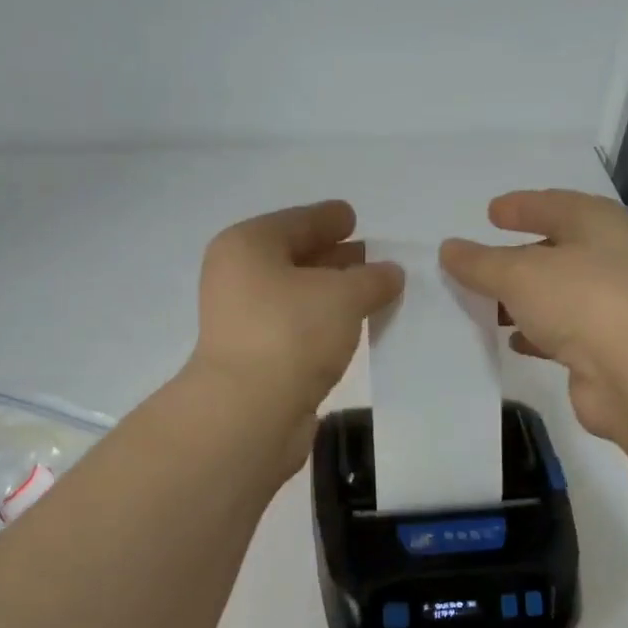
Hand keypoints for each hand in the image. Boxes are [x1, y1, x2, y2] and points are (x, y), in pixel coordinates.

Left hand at [188, 199, 404, 423]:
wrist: (250, 412)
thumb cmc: (292, 334)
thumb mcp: (343, 295)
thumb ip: (372, 278)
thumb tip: (390, 273)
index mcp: (248, 246)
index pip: (296, 222)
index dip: (327, 218)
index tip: (352, 216)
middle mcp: (237, 278)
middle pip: (292, 258)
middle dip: (332, 257)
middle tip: (369, 255)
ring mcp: (242, 322)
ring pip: (295, 297)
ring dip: (329, 294)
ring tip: (368, 294)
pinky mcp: (254, 359)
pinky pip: (295, 328)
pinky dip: (320, 324)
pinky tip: (348, 330)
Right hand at [441, 190, 627, 442]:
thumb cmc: (582, 300)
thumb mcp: (520, 274)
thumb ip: (481, 263)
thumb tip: (448, 249)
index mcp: (599, 224)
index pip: (555, 205)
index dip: (522, 206)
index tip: (491, 212)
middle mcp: (611, 259)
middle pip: (557, 251)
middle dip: (518, 258)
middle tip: (480, 264)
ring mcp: (611, 306)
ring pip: (557, 296)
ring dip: (524, 300)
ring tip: (486, 304)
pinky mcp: (604, 349)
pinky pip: (561, 333)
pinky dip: (536, 334)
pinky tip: (512, 341)